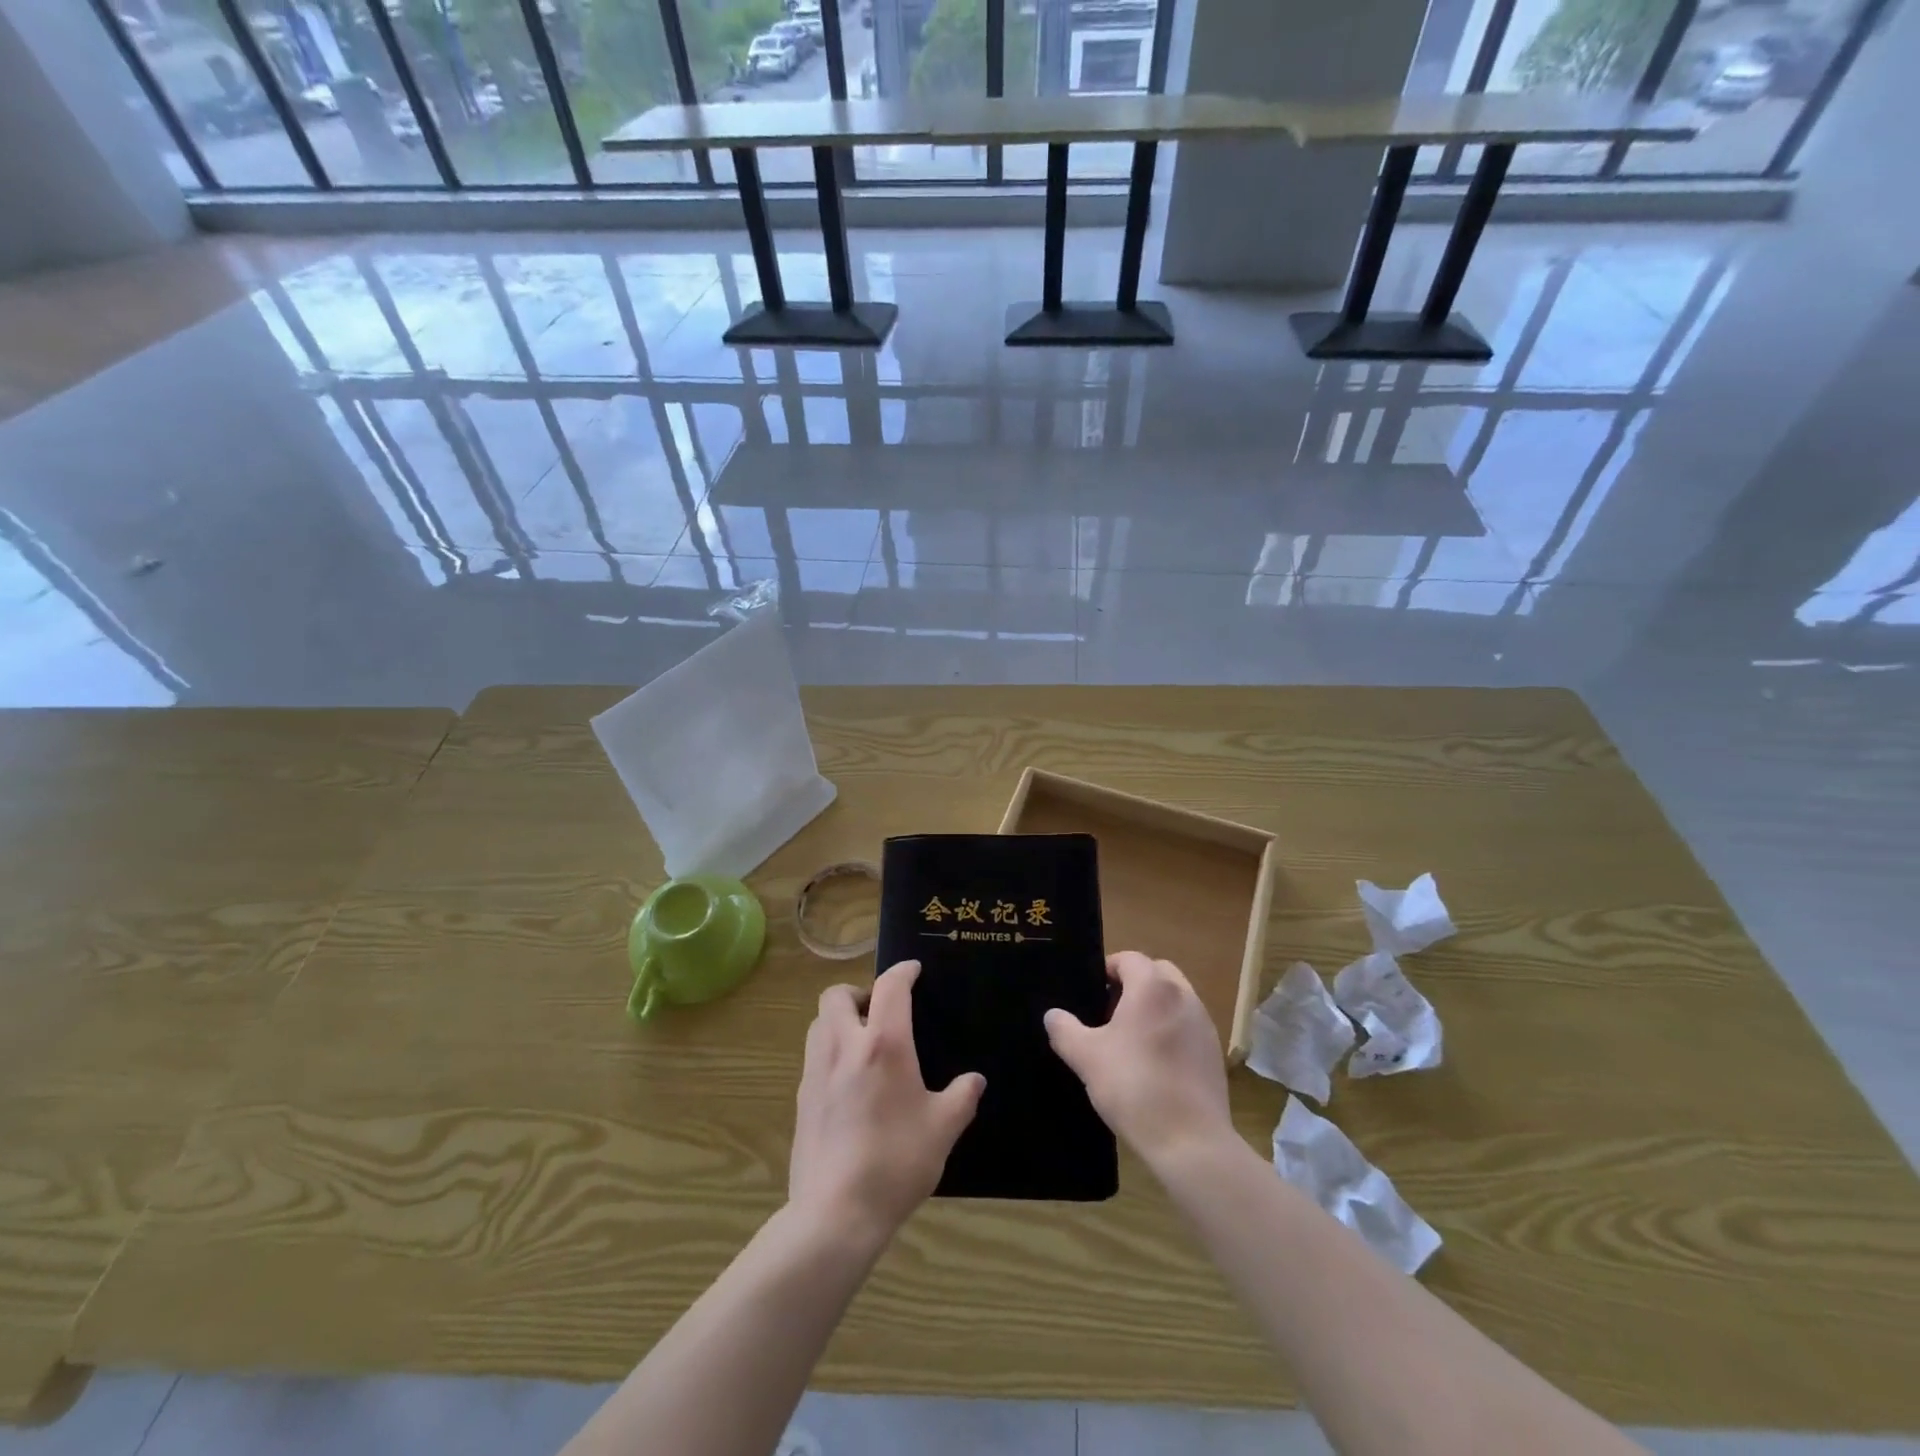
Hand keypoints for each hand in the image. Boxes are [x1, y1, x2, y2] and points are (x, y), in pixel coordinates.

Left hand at [789, 960, 984, 1247]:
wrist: (835, 1213)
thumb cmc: (896, 1163)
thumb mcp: (943, 1129)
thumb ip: (962, 1097)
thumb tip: (974, 1081)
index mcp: (883, 1044)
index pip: (889, 987)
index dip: (903, 971)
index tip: (914, 971)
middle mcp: (844, 1046)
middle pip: (836, 994)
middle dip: (858, 991)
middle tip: (880, 1012)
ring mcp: (816, 1071)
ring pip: (819, 1023)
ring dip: (839, 1019)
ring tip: (864, 1043)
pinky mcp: (801, 1098)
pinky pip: (813, 1056)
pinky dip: (830, 1051)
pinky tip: (849, 1082)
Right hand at [1045, 952, 1232, 1169]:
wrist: (1190, 1141)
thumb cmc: (1133, 1086)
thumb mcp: (1085, 1057)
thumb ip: (1064, 1029)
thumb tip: (1053, 1015)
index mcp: (1152, 987)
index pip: (1129, 959)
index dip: (1107, 969)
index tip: (1091, 992)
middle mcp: (1183, 996)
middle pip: (1157, 972)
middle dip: (1133, 984)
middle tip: (1109, 1012)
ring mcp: (1204, 1024)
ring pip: (1175, 998)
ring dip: (1154, 1007)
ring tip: (1130, 1040)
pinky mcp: (1214, 1052)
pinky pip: (1188, 1026)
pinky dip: (1171, 1031)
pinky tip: (1154, 1064)